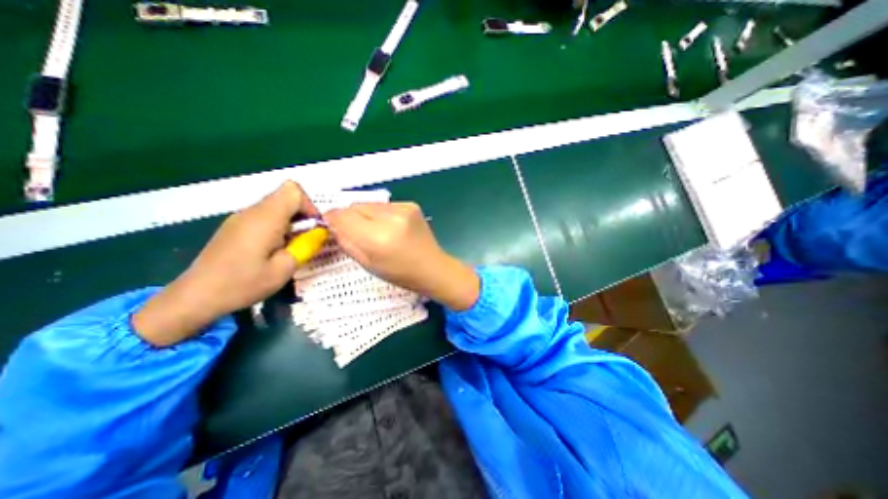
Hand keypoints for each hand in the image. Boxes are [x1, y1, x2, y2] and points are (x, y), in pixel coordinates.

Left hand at [133, 180, 319, 347]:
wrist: (195, 297)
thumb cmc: (243, 284)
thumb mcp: (284, 269)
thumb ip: (306, 246)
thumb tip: (321, 232)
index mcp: (265, 218)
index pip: (293, 190)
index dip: (309, 205)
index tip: (314, 227)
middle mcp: (252, 212)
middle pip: (285, 196)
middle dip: (303, 214)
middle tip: (308, 239)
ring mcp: (241, 218)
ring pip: (276, 206)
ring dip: (292, 221)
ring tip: (293, 246)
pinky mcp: (235, 227)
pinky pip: (264, 216)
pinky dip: (278, 226)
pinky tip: (275, 249)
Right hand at [326, 203, 479, 312]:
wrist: (432, 267)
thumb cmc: (400, 273)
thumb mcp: (368, 264)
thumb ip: (346, 242)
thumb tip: (332, 224)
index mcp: (378, 238)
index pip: (342, 216)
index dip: (332, 220)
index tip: (331, 227)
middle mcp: (391, 218)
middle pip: (354, 206)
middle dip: (350, 218)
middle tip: (357, 233)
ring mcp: (403, 208)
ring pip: (369, 204)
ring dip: (365, 215)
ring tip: (376, 232)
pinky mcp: (411, 205)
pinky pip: (384, 205)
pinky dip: (380, 214)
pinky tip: (390, 227)